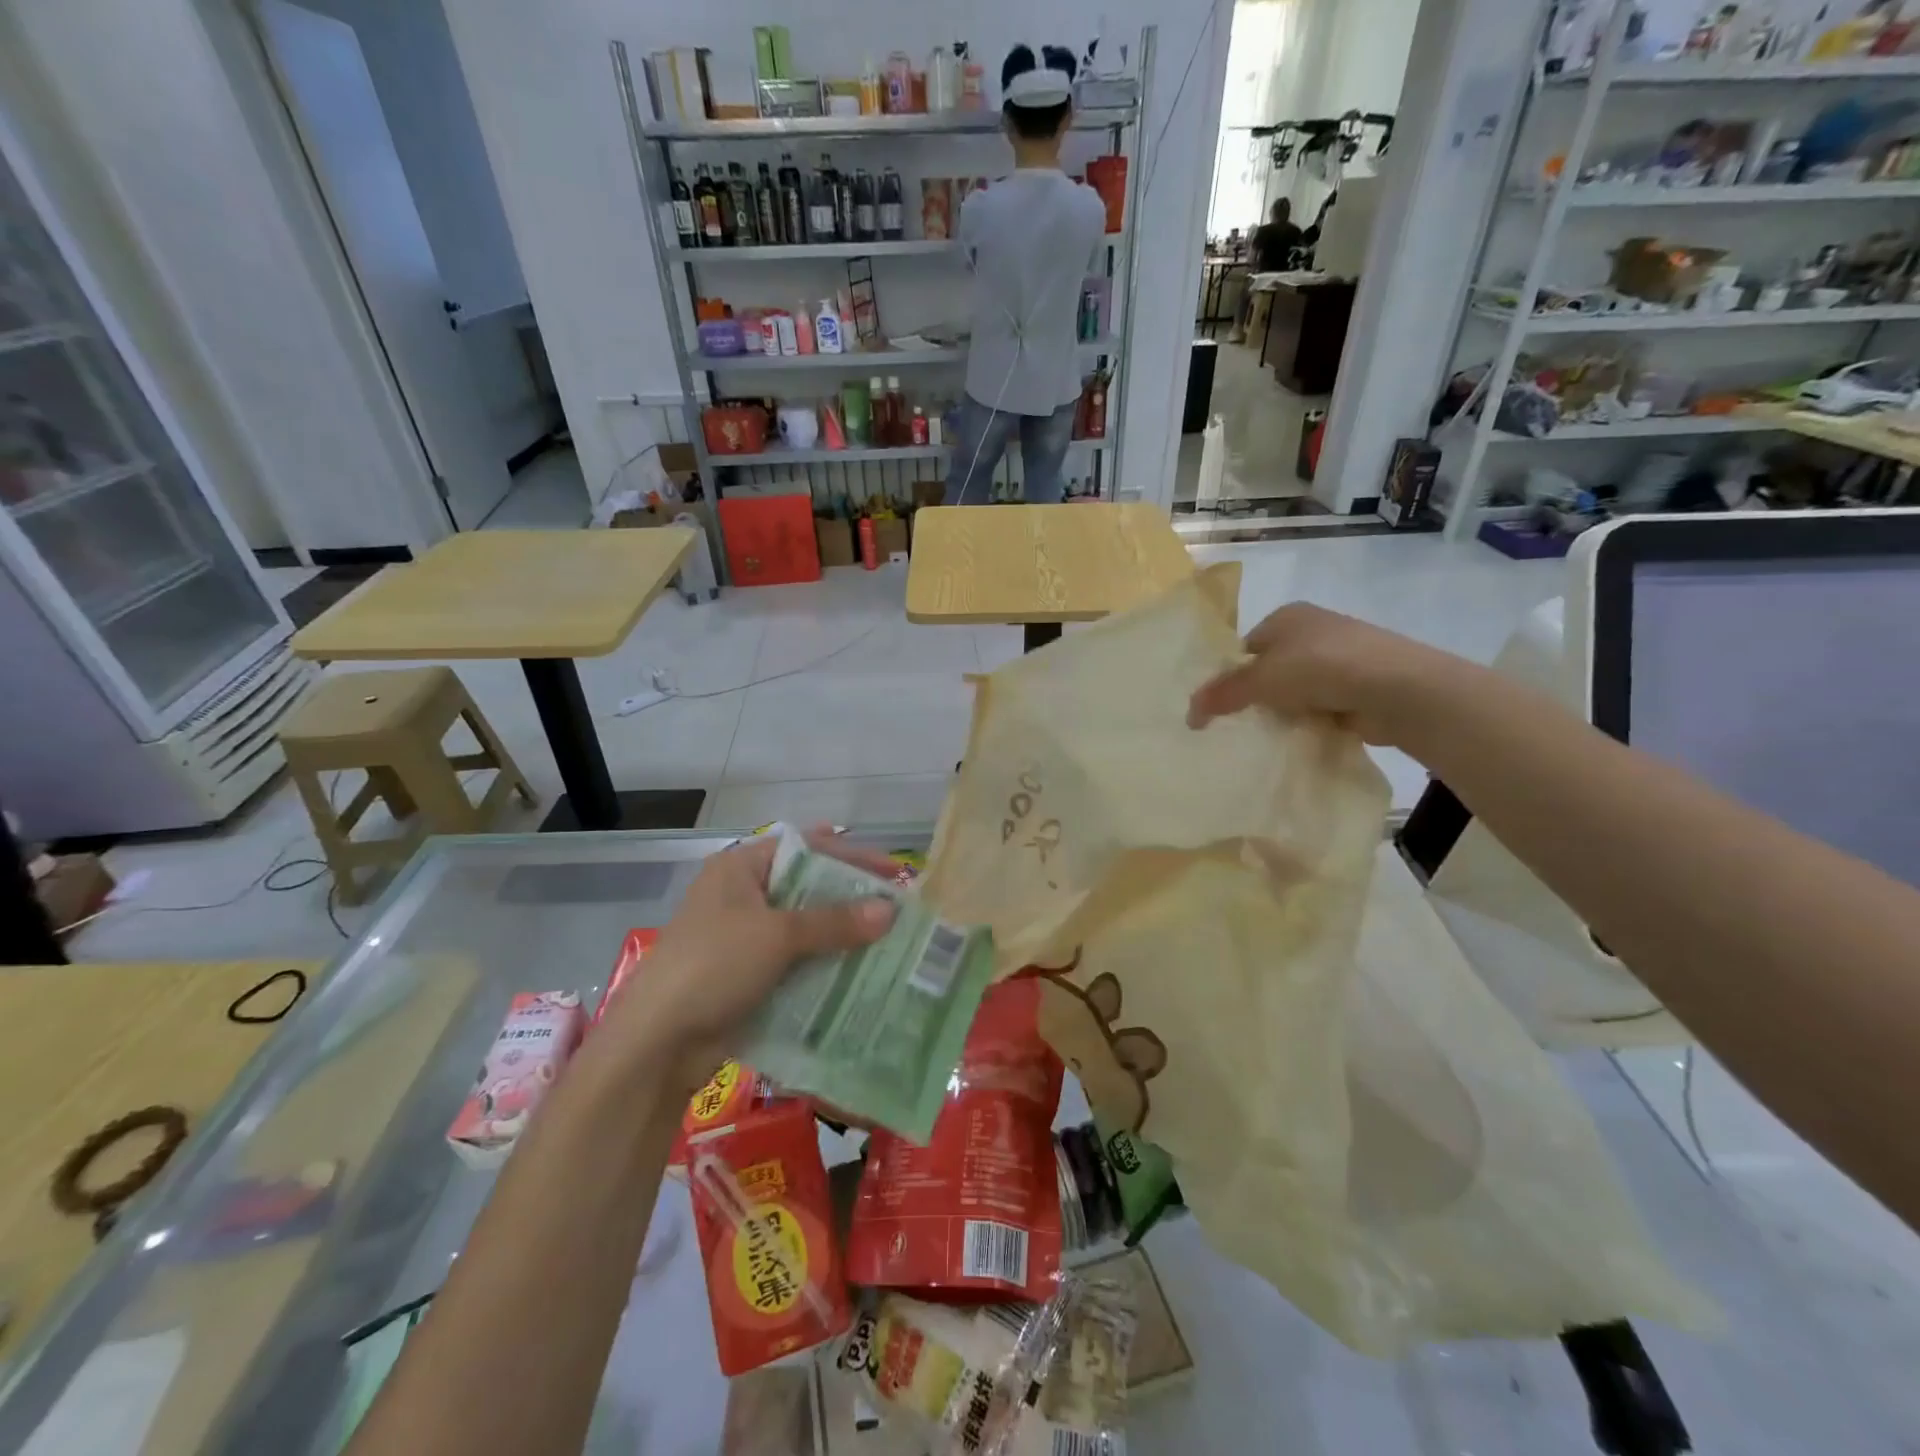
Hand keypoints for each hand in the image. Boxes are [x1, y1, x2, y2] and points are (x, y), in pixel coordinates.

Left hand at [598, 829, 895, 1091]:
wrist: (657, 1043)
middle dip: (852, 898)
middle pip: (808, 888)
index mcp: (740, 868)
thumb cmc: (713, 966)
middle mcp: (743, 896)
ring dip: (842, 935)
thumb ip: (834, 921)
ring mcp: (744, 938)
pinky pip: (797, 961)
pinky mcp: (749, 975)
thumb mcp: (777, 936)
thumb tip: (890, 910)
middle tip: (898, 909)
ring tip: (891, 943)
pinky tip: (861, 975)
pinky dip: (825, 965)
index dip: (850, 855)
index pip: (805, 848)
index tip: (892, 871)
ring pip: (805, 928)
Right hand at [1186, 603, 1466, 747]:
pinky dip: (1311, 722)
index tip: (1221, 705)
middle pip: (1270, 669)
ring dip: (1285, 711)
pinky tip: (1301, 739)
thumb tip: (1188, 715)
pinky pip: (1321, 707)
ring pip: (1296, 690)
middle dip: (1257, 696)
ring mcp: (1341, 659)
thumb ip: (1222, 694)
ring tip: (1268, 737)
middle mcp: (1314, 631)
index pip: (1246, 646)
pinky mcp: (1360, 686)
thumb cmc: (1320, 667)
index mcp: (1288, 616)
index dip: (1231, 674)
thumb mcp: (1260, 679)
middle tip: (1238, 725)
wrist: (1396, 688)